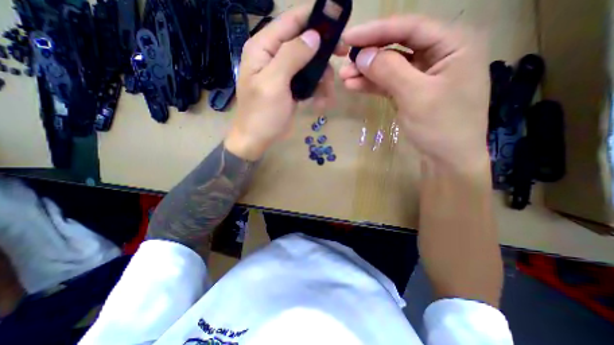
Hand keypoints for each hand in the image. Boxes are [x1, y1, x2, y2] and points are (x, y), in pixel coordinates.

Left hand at [226, 4, 337, 160]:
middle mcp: (274, 56)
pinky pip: (309, 82)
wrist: (257, 139)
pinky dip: (317, 91)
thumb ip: (291, 57)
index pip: (290, 21)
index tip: (337, 24)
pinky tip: (319, 103)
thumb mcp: (274, 83)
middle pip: (304, 42)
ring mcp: (284, 74)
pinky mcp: (291, 88)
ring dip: (322, 79)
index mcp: (264, 48)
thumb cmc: (262, 114)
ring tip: (326, 96)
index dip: (314, 18)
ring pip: (310, 65)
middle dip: (323, 53)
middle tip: (341, 58)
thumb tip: (313, 35)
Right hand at [341, 17, 489, 172]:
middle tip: (343, 60)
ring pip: (391, 67)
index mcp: (453, 44)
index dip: (376, 31)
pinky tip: (354, 85)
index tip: (349, 37)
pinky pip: (389, 83)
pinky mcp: (411, 92)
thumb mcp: (416, 96)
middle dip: (369, 55)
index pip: (410, 28)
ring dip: (367, 72)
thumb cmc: (441, 127)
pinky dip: (372, 84)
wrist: (447, 159)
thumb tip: (362, 55)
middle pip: (398, 46)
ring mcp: (423, 75)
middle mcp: (439, 54)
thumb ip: (390, 71)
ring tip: (344, 76)